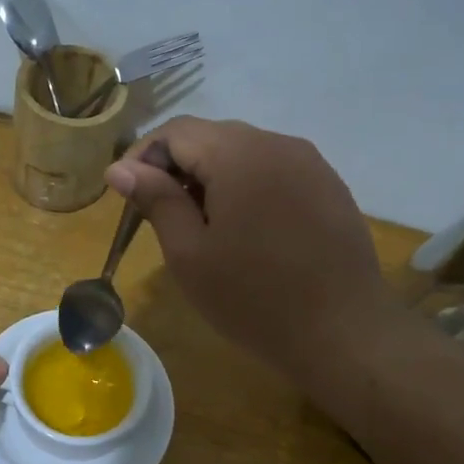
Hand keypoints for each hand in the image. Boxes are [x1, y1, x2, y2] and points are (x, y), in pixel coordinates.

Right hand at [104, 118, 390, 387]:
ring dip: (213, 178)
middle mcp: (278, 144)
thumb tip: (120, 168)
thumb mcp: (190, 254)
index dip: (143, 156)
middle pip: (213, 136)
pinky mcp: (329, 187)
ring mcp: (311, 163)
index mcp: (239, 154)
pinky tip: (246, 231)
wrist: (343, 332)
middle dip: (178, 167)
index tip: (127, 196)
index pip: (177, 131)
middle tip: (160, 214)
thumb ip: (156, 201)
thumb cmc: (254, 298)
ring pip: (245, 153)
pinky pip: (275, 172)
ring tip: (202, 226)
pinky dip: (248, 188)